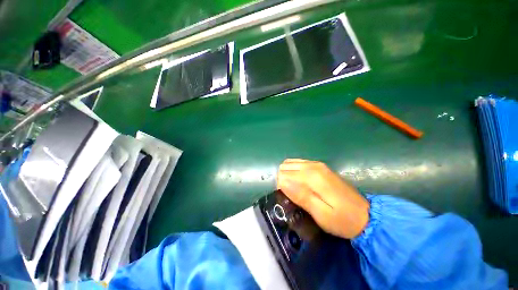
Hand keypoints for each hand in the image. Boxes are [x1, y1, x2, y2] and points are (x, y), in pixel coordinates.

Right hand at [277, 159, 369, 238]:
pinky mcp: (319, 166)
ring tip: (293, 189)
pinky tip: (299, 182)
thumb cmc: (342, 219)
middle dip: (282, 179)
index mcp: (312, 176)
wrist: (365, 215)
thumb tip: (281, 182)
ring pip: (290, 163)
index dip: (280, 186)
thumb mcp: (321, 214)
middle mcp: (312, 165)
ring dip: (287, 174)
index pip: (283, 174)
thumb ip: (301, 196)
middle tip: (289, 195)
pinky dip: (293, 171)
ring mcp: (316, 164)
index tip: (286, 198)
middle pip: (285, 166)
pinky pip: (298, 163)